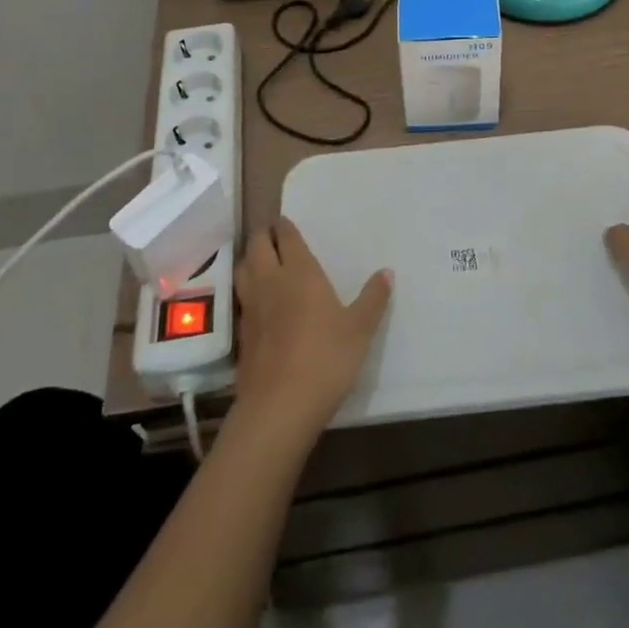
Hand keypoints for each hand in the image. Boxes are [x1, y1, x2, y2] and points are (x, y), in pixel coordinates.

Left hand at [232, 218, 391, 444]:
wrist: (279, 407)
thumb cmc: (326, 359)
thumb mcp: (359, 330)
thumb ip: (373, 298)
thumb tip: (387, 272)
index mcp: (300, 273)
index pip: (286, 237)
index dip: (285, 226)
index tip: (286, 221)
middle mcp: (270, 282)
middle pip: (258, 246)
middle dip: (264, 236)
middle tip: (275, 236)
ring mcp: (251, 307)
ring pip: (243, 269)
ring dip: (251, 259)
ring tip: (262, 261)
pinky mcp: (242, 334)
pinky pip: (241, 298)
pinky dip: (247, 290)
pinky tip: (259, 301)